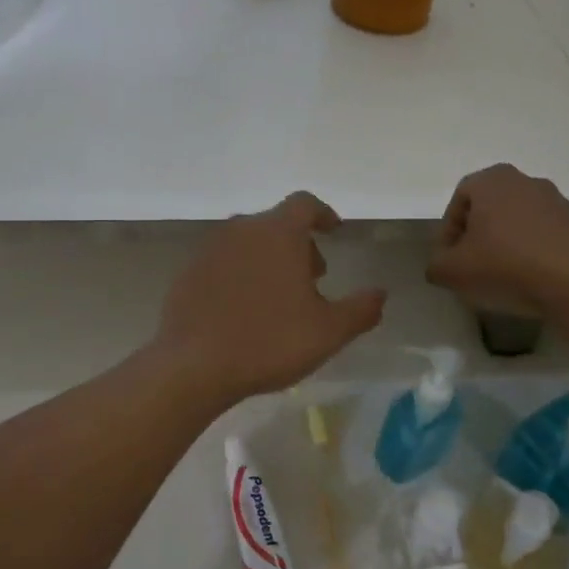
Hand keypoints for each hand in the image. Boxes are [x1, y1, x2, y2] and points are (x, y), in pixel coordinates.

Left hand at [154, 192, 386, 405]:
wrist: (193, 365)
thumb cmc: (269, 341)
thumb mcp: (328, 331)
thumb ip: (360, 309)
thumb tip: (380, 293)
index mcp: (278, 232)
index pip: (304, 204)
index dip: (323, 214)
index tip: (333, 231)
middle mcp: (242, 230)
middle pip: (276, 224)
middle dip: (298, 244)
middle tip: (312, 277)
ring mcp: (210, 249)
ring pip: (248, 242)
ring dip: (269, 259)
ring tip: (279, 297)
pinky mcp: (188, 272)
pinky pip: (223, 263)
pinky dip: (240, 274)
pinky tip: (244, 309)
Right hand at [427, 165, 568, 317]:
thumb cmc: (508, 264)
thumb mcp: (454, 271)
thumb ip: (437, 265)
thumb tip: (440, 265)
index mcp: (492, 180)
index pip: (458, 200)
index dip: (447, 233)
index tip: (448, 261)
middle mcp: (526, 181)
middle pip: (489, 209)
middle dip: (477, 238)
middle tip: (472, 268)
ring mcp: (558, 201)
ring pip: (518, 223)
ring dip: (506, 246)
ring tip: (503, 279)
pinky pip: (545, 237)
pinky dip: (534, 254)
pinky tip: (533, 281)